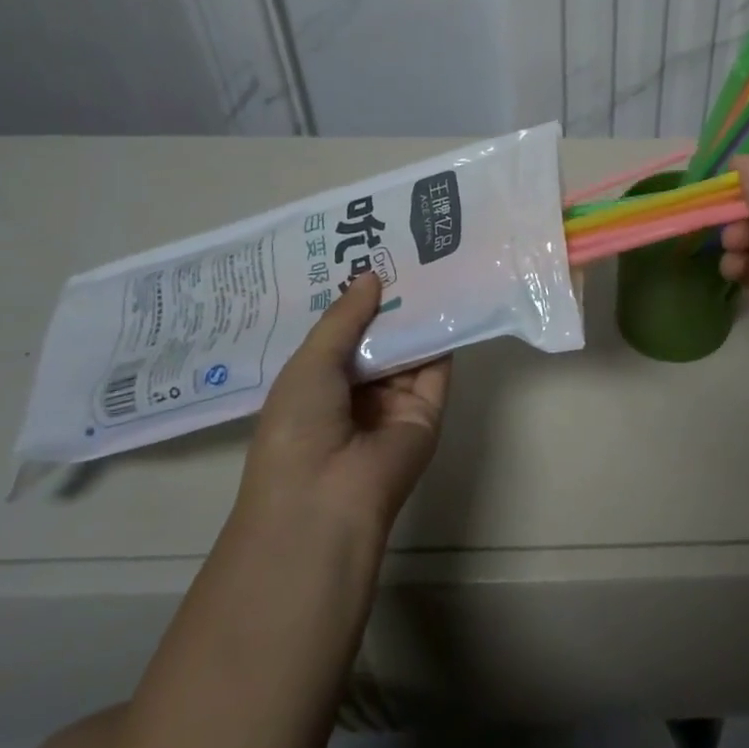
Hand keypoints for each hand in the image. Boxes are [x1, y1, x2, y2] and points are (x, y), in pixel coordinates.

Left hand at [240, 273, 450, 530]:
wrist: (327, 497)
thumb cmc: (298, 426)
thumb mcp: (310, 363)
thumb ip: (344, 318)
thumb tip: (371, 276)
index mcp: (317, 384)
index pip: (340, 334)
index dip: (352, 300)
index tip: (366, 256)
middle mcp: (356, 391)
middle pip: (378, 338)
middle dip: (388, 301)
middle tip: (404, 250)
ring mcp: (394, 402)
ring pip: (409, 348)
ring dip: (417, 314)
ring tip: (431, 262)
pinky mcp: (428, 410)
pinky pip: (436, 368)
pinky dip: (443, 336)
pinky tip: (450, 298)